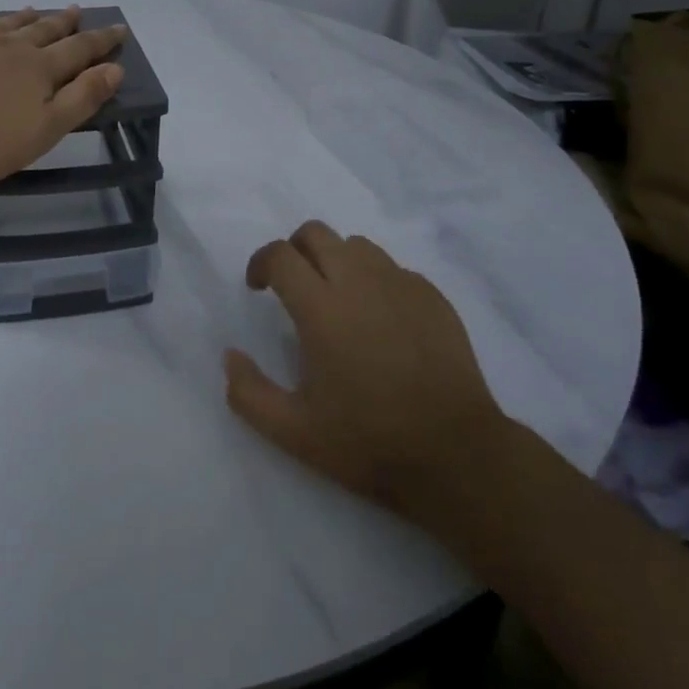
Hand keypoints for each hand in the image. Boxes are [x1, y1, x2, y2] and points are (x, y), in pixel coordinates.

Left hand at [0, 6, 127, 186]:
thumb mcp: (45, 128)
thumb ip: (82, 98)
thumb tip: (115, 69)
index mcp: (40, 69)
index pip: (80, 49)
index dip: (102, 40)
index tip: (120, 28)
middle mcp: (12, 49)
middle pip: (46, 30)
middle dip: (66, 22)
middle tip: (80, 10)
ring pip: (9, 26)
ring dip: (27, 18)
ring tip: (36, 9)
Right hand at [224, 222, 507, 523]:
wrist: (458, 455)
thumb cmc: (371, 442)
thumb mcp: (295, 433)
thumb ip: (249, 393)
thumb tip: (230, 356)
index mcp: (321, 309)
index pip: (280, 256)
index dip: (260, 264)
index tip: (258, 288)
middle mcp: (359, 282)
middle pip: (316, 233)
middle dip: (294, 250)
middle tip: (293, 287)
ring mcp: (401, 284)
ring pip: (356, 245)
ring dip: (335, 261)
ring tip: (337, 300)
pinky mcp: (432, 295)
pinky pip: (393, 268)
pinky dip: (374, 280)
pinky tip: (380, 320)